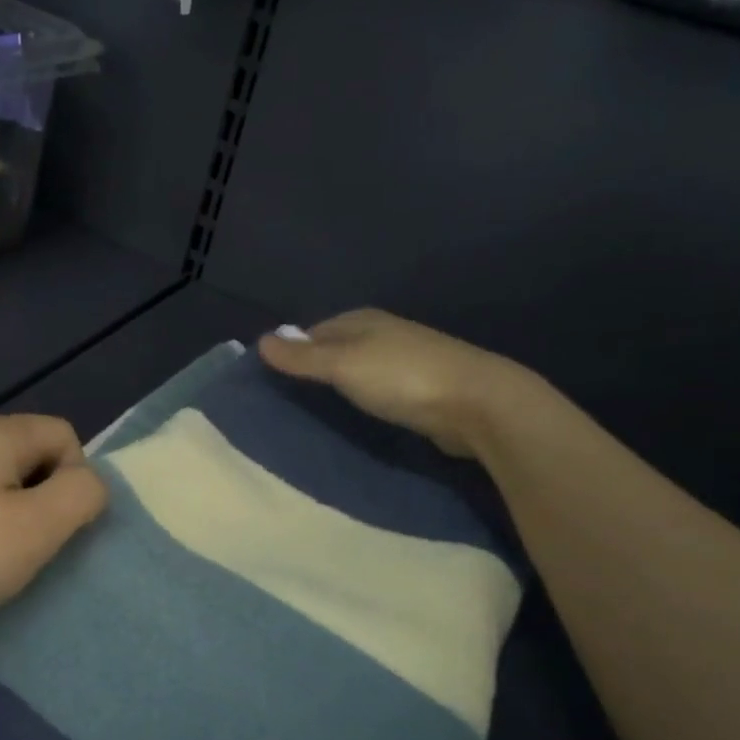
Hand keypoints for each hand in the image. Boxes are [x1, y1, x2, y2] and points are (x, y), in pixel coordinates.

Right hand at [258, 309, 538, 456]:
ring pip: (358, 371)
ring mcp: (405, 361)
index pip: (313, 332)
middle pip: (336, 350)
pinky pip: (378, 391)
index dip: (292, 352)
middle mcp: (383, 334)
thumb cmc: (403, 378)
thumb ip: (303, 358)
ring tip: (315, 413)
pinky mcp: (421, 390)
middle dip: (314, 369)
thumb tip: (261, 341)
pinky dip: (363, 401)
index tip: (270, 380)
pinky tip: (354, 419)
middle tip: (287, 402)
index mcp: (363, 320)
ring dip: (339, 387)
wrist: (478, 404)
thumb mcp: (343, 365)